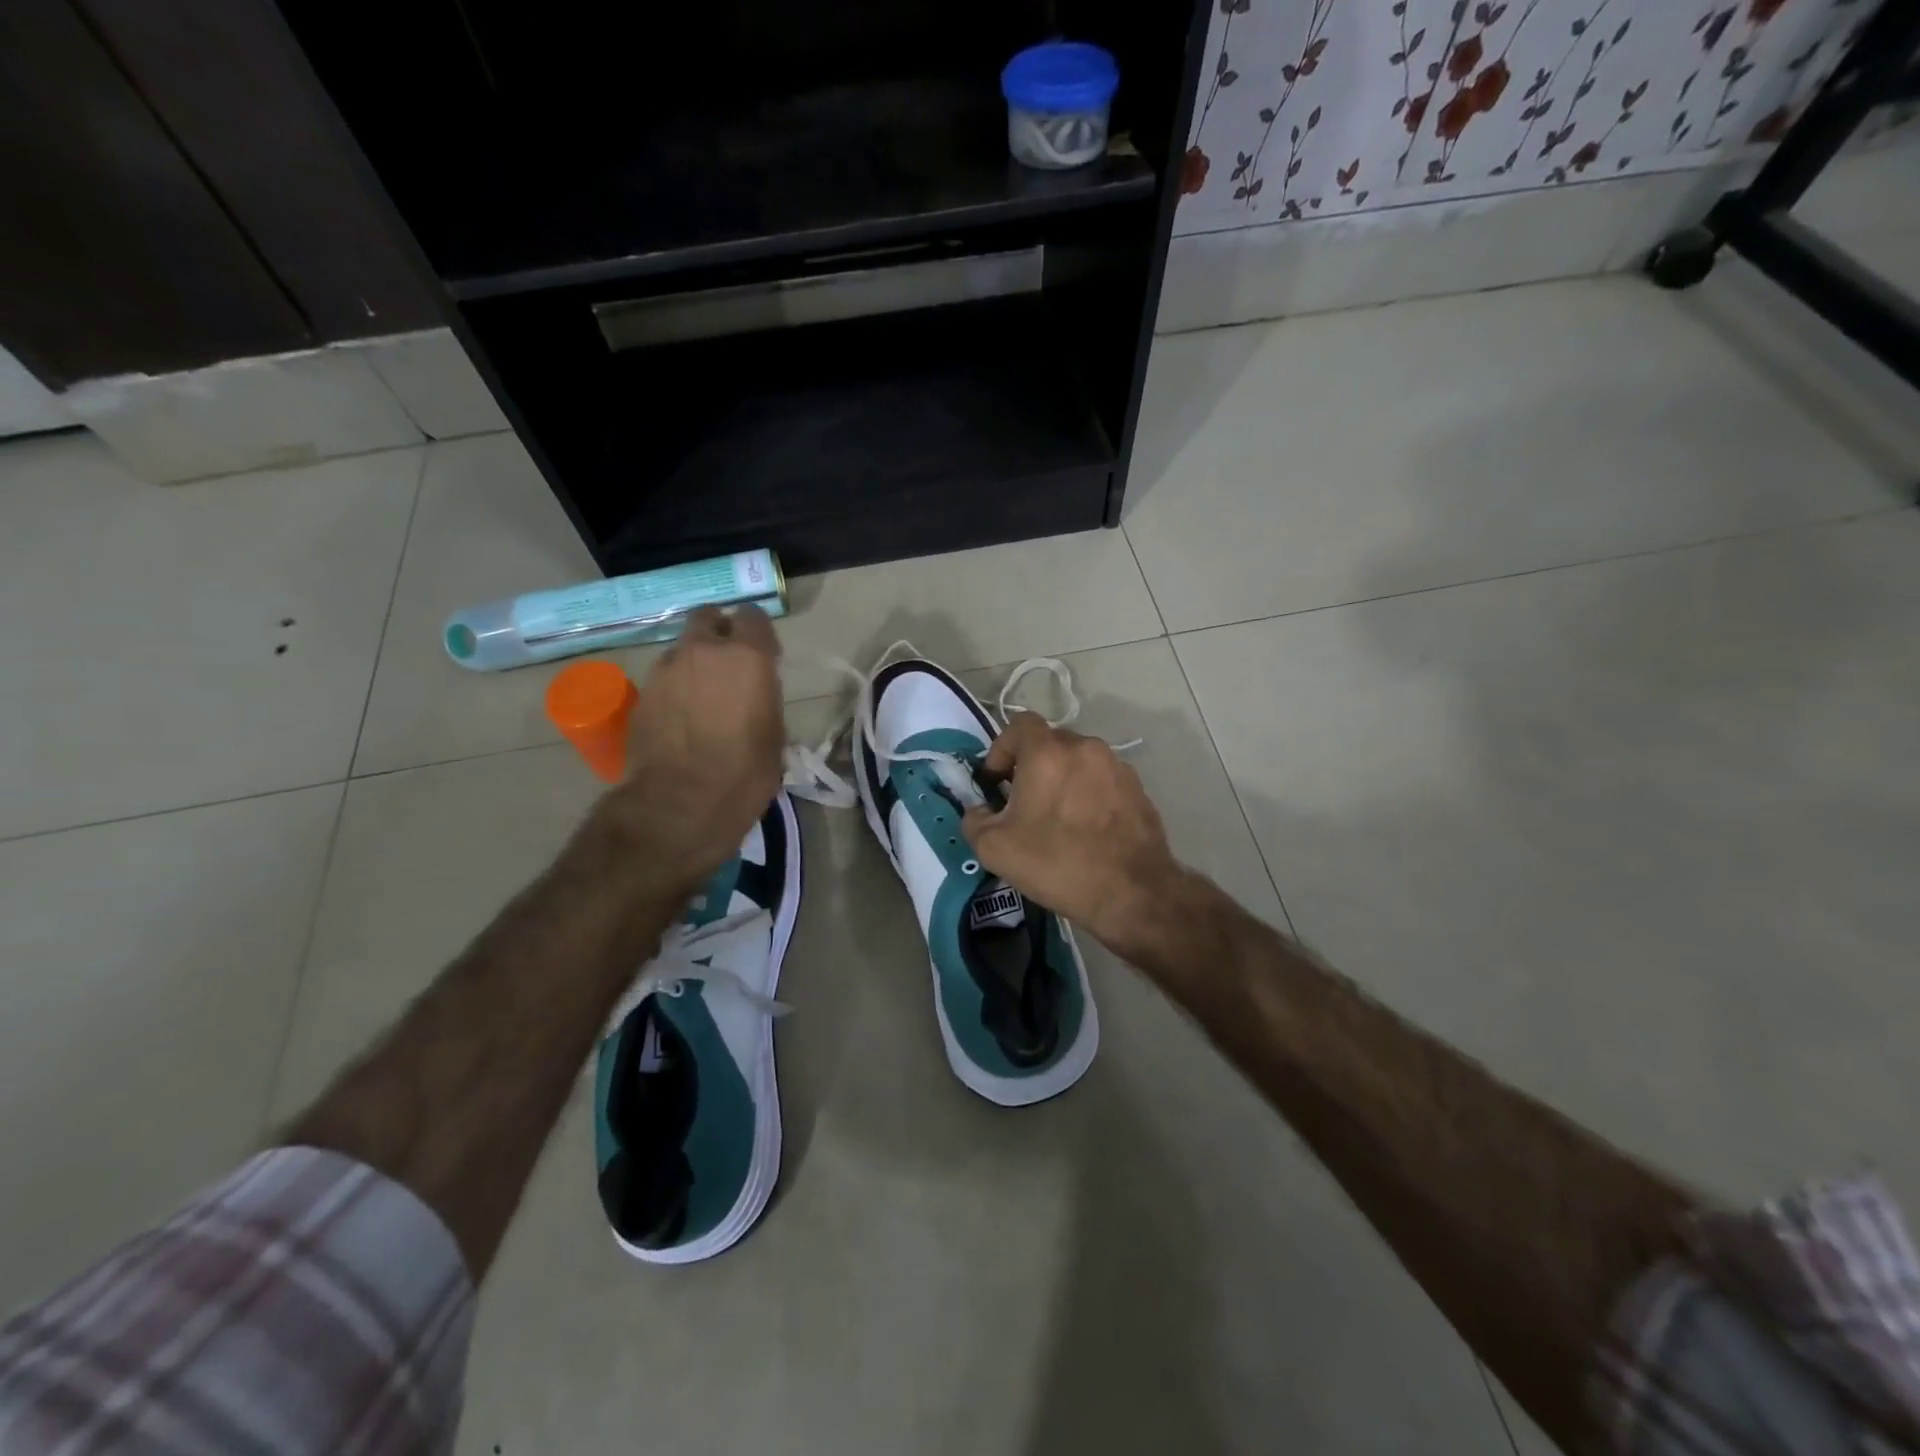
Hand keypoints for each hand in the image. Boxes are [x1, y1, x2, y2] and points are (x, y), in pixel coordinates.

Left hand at [595, 606, 784, 897]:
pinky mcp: (642, 693)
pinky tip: (681, 717)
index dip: (758, 633)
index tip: (764, 654)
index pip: (753, 616)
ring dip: (694, 662)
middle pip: (708, 617)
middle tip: (728, 661)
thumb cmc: (745, 772)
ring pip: (683, 648)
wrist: (682, 802)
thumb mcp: (774, 735)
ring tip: (702, 696)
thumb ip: (764, 700)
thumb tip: (754, 695)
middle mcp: (705, 651)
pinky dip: (675, 687)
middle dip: (718, 632)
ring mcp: (667, 669)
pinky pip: (664, 678)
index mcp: (748, 657)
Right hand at [961, 714, 1186, 958]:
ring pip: (1078, 761)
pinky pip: (1102, 780)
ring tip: (1057, 818)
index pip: (1019, 725)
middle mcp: (1085, 748)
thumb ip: (975, 819)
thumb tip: (980, 810)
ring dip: (1062, 779)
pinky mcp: (1138, 789)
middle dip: (1031, 765)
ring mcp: (1116, 766)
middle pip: (1050, 742)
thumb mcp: (995, 848)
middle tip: (1022, 803)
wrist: (1132, 893)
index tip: (997, 782)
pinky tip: (1086, 829)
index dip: (1001, 748)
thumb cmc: (1057, 863)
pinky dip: (1088, 793)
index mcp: (1048, 752)